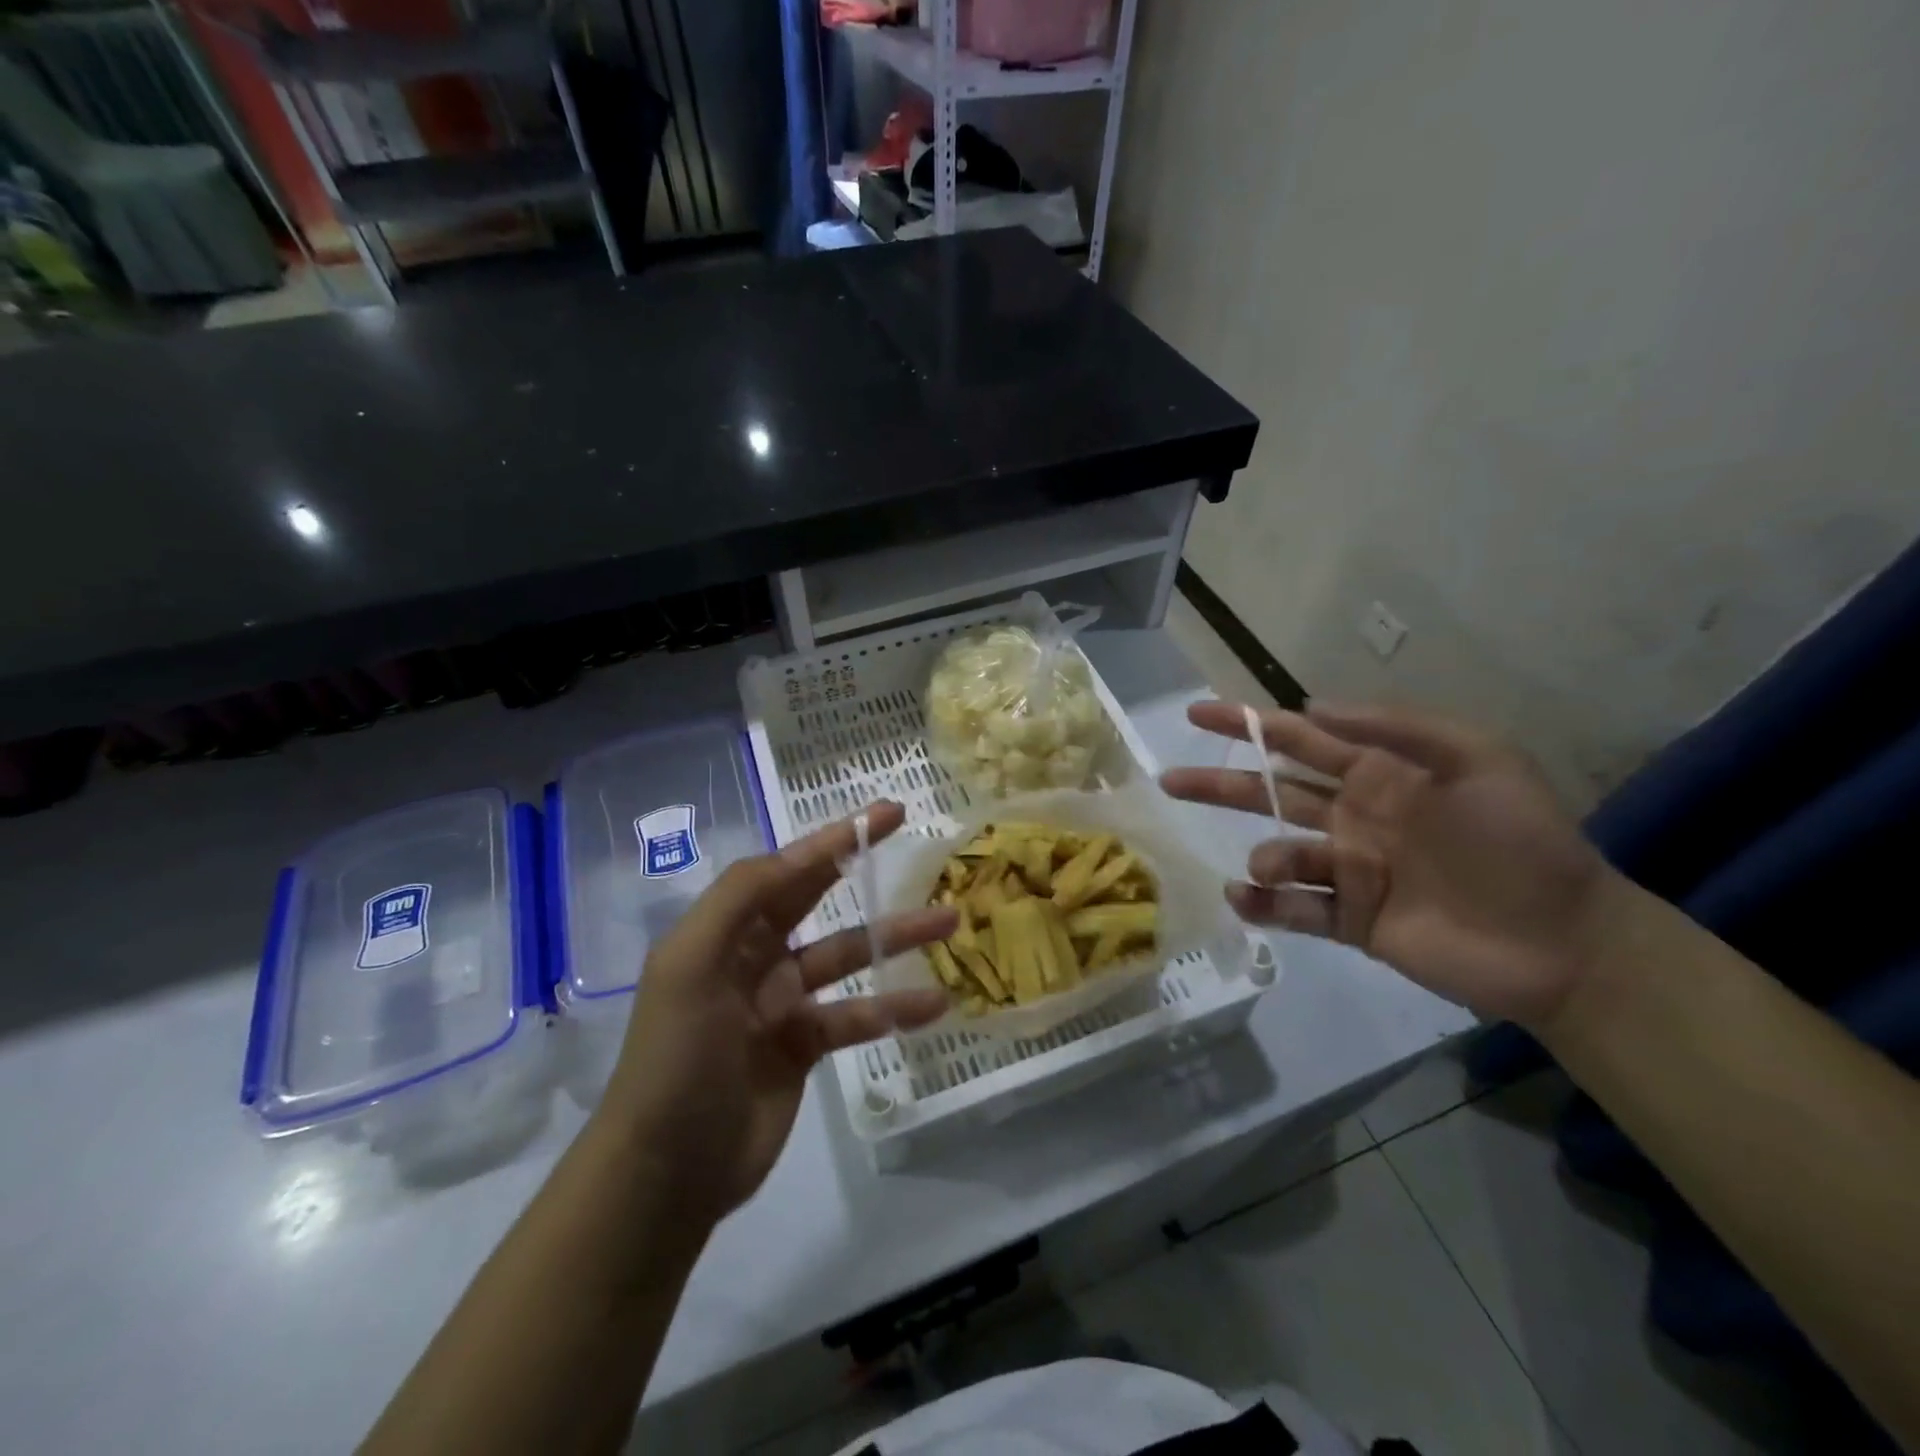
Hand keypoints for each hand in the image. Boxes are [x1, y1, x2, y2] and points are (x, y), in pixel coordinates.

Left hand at [600, 801, 955, 1225]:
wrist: (666, 1171)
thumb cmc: (677, 1057)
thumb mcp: (691, 964)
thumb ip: (740, 897)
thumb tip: (798, 854)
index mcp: (726, 929)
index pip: (788, 868)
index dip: (836, 837)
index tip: (886, 814)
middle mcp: (754, 955)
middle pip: (821, 899)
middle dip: (867, 871)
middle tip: (920, 845)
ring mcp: (781, 1002)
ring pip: (849, 957)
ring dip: (897, 939)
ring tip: (949, 922)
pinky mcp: (803, 1047)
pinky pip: (855, 1016)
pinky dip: (892, 1009)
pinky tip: (934, 1004)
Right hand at [1161, 701, 1621, 1029]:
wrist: (1566, 941)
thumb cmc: (1522, 842)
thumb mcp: (1478, 759)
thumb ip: (1395, 728)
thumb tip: (1311, 707)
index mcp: (1377, 776)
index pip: (1297, 740)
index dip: (1247, 725)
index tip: (1198, 713)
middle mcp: (1352, 818)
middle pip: (1270, 794)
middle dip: (1220, 784)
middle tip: (1171, 780)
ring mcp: (1348, 870)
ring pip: (1279, 854)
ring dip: (1264, 858)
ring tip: (1271, 867)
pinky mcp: (1351, 920)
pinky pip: (1295, 909)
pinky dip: (1265, 905)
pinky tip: (1247, 899)